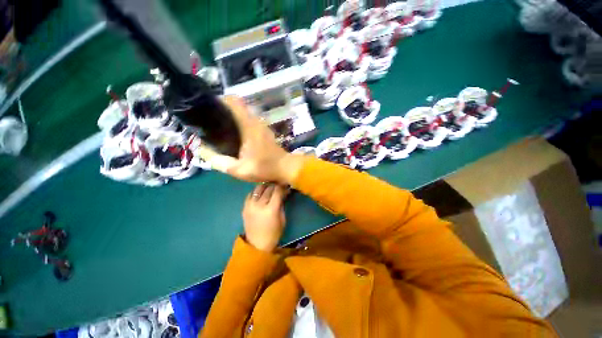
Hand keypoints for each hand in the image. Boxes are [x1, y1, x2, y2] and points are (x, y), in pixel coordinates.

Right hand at [196, 96, 304, 183]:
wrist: (286, 168)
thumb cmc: (264, 168)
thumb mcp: (239, 169)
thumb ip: (219, 161)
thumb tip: (202, 151)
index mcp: (249, 125)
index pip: (234, 101)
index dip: (220, 100)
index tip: (209, 108)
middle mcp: (256, 121)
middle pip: (237, 106)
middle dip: (223, 110)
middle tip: (211, 121)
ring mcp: (262, 125)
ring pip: (244, 113)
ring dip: (232, 117)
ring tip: (221, 128)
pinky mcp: (265, 131)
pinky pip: (250, 121)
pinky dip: (241, 123)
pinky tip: (236, 135)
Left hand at [242, 184, 287, 251]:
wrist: (257, 245)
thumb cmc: (274, 233)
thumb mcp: (282, 219)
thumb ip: (282, 204)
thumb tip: (284, 192)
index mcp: (271, 209)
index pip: (277, 191)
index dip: (283, 187)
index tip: (286, 186)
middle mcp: (259, 205)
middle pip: (268, 188)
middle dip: (275, 186)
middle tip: (280, 186)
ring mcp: (250, 205)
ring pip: (258, 188)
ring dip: (265, 186)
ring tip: (270, 188)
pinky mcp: (244, 207)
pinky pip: (250, 194)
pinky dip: (256, 192)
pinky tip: (261, 194)